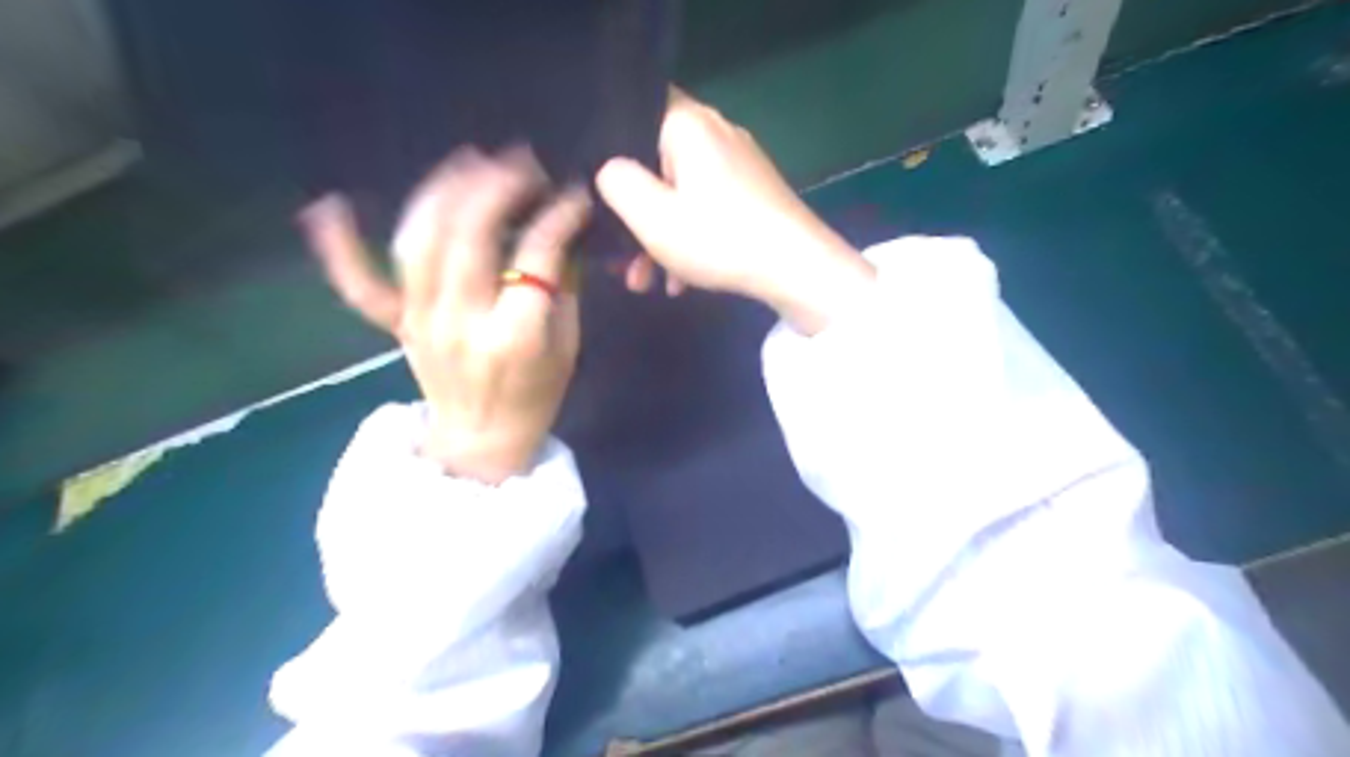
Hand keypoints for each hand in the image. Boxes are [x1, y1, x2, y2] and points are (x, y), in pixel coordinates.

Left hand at [300, 146, 584, 483]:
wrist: (481, 444)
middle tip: (520, 164)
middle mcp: (463, 320)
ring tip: (470, 162)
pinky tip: (329, 206)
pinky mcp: (396, 324)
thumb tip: (560, 234)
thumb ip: (564, 288)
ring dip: (444, 191)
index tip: (573, 195)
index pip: (537, 255)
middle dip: (497, 187)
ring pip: (420, 240)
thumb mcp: (568, 346)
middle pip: (470, 234)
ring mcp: (421, 321)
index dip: (559, 216)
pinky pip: (359, 284)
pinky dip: (340, 246)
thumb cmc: (536, 397)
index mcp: (517, 334)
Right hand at [598, 86, 876, 330]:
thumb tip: (610, 170)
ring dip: (658, 238)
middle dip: (634, 215)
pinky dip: (689, 239)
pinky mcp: (755, 193)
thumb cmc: (719, 238)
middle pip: (657, 165)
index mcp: (688, 123)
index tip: (601, 193)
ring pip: (682, 194)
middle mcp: (716, 132)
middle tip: (620, 259)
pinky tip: (679, 283)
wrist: (798, 269)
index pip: (636, 112)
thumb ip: (616, 184)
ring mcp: (740, 163)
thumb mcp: (651, 216)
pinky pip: (708, 208)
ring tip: (645, 283)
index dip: (611, 149)